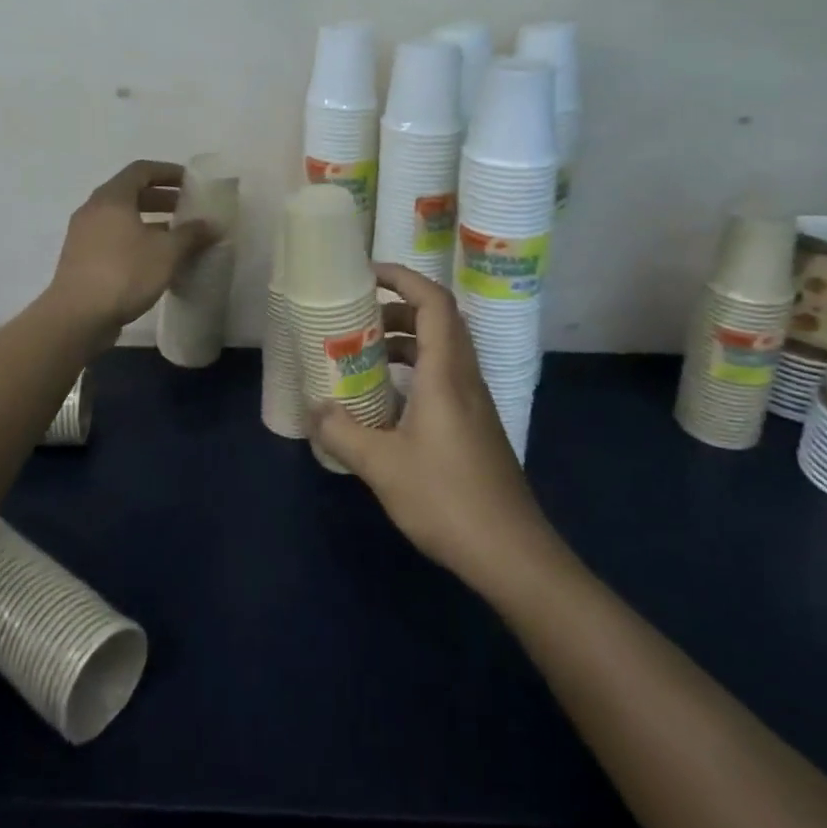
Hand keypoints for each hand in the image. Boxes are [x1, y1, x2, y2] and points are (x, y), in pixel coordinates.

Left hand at [47, 160, 216, 342]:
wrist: (77, 317)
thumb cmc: (124, 273)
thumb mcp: (166, 252)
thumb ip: (191, 234)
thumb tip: (212, 224)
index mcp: (112, 198)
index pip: (141, 170)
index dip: (168, 172)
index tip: (191, 182)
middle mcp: (93, 209)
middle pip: (130, 193)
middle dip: (161, 198)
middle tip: (187, 209)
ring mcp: (83, 235)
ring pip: (121, 217)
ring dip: (149, 221)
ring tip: (175, 236)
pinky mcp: (81, 258)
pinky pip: (113, 237)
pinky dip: (135, 239)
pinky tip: (154, 259)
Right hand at [309, 262, 551, 590]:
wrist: (512, 553)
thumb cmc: (447, 499)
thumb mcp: (381, 466)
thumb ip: (342, 432)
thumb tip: (314, 408)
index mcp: (446, 373)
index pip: (434, 303)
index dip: (403, 278)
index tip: (367, 274)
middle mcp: (464, 377)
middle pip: (438, 320)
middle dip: (397, 309)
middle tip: (358, 319)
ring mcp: (474, 403)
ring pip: (441, 350)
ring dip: (405, 341)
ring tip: (365, 356)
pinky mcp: (475, 426)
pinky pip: (443, 377)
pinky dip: (414, 371)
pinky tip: (387, 402)